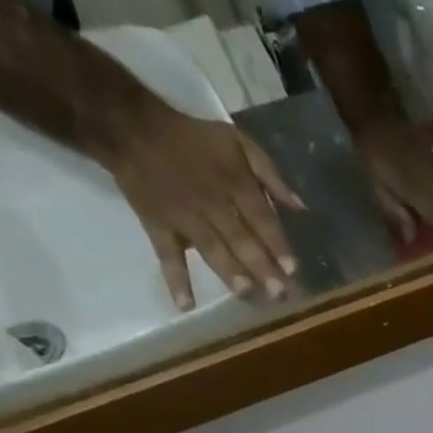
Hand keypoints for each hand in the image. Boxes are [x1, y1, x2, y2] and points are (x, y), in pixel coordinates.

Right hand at [94, 99, 305, 309]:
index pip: (261, 218)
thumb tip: (301, 208)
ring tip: (247, 294)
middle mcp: (212, 203)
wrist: (130, 126)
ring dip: (229, 273)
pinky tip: (185, 305)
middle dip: (260, 267)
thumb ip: (271, 175)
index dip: (277, 244)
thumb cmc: (194, 139)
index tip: (293, 269)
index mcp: (234, 182)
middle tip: (279, 294)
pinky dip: (175, 280)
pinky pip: (167, 256)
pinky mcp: (158, 226)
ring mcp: (184, 217)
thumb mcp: (238, 142)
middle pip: (240, 239)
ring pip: (210, 249)